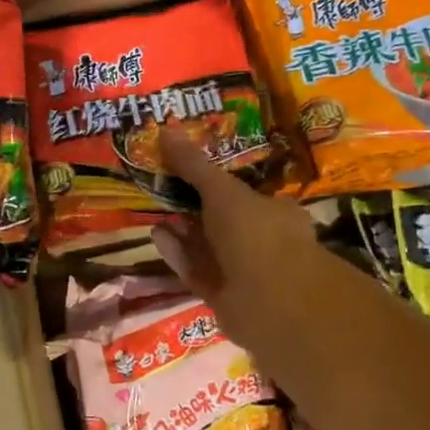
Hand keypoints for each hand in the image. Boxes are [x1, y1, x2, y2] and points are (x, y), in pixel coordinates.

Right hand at [149, 127, 320, 342]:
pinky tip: (156, 235)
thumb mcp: (222, 190)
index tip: (185, 169)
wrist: (271, 301)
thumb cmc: (256, 233)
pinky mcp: (222, 297)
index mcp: (275, 212)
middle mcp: (262, 241)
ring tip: (153, 210)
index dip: (214, 181)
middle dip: (193, 206)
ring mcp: (243, 273)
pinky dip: (177, 253)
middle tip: (162, 188)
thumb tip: (165, 129)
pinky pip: (196, 269)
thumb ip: (194, 165)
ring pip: (207, 246)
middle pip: (221, 220)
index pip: (243, 193)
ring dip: (182, 229)